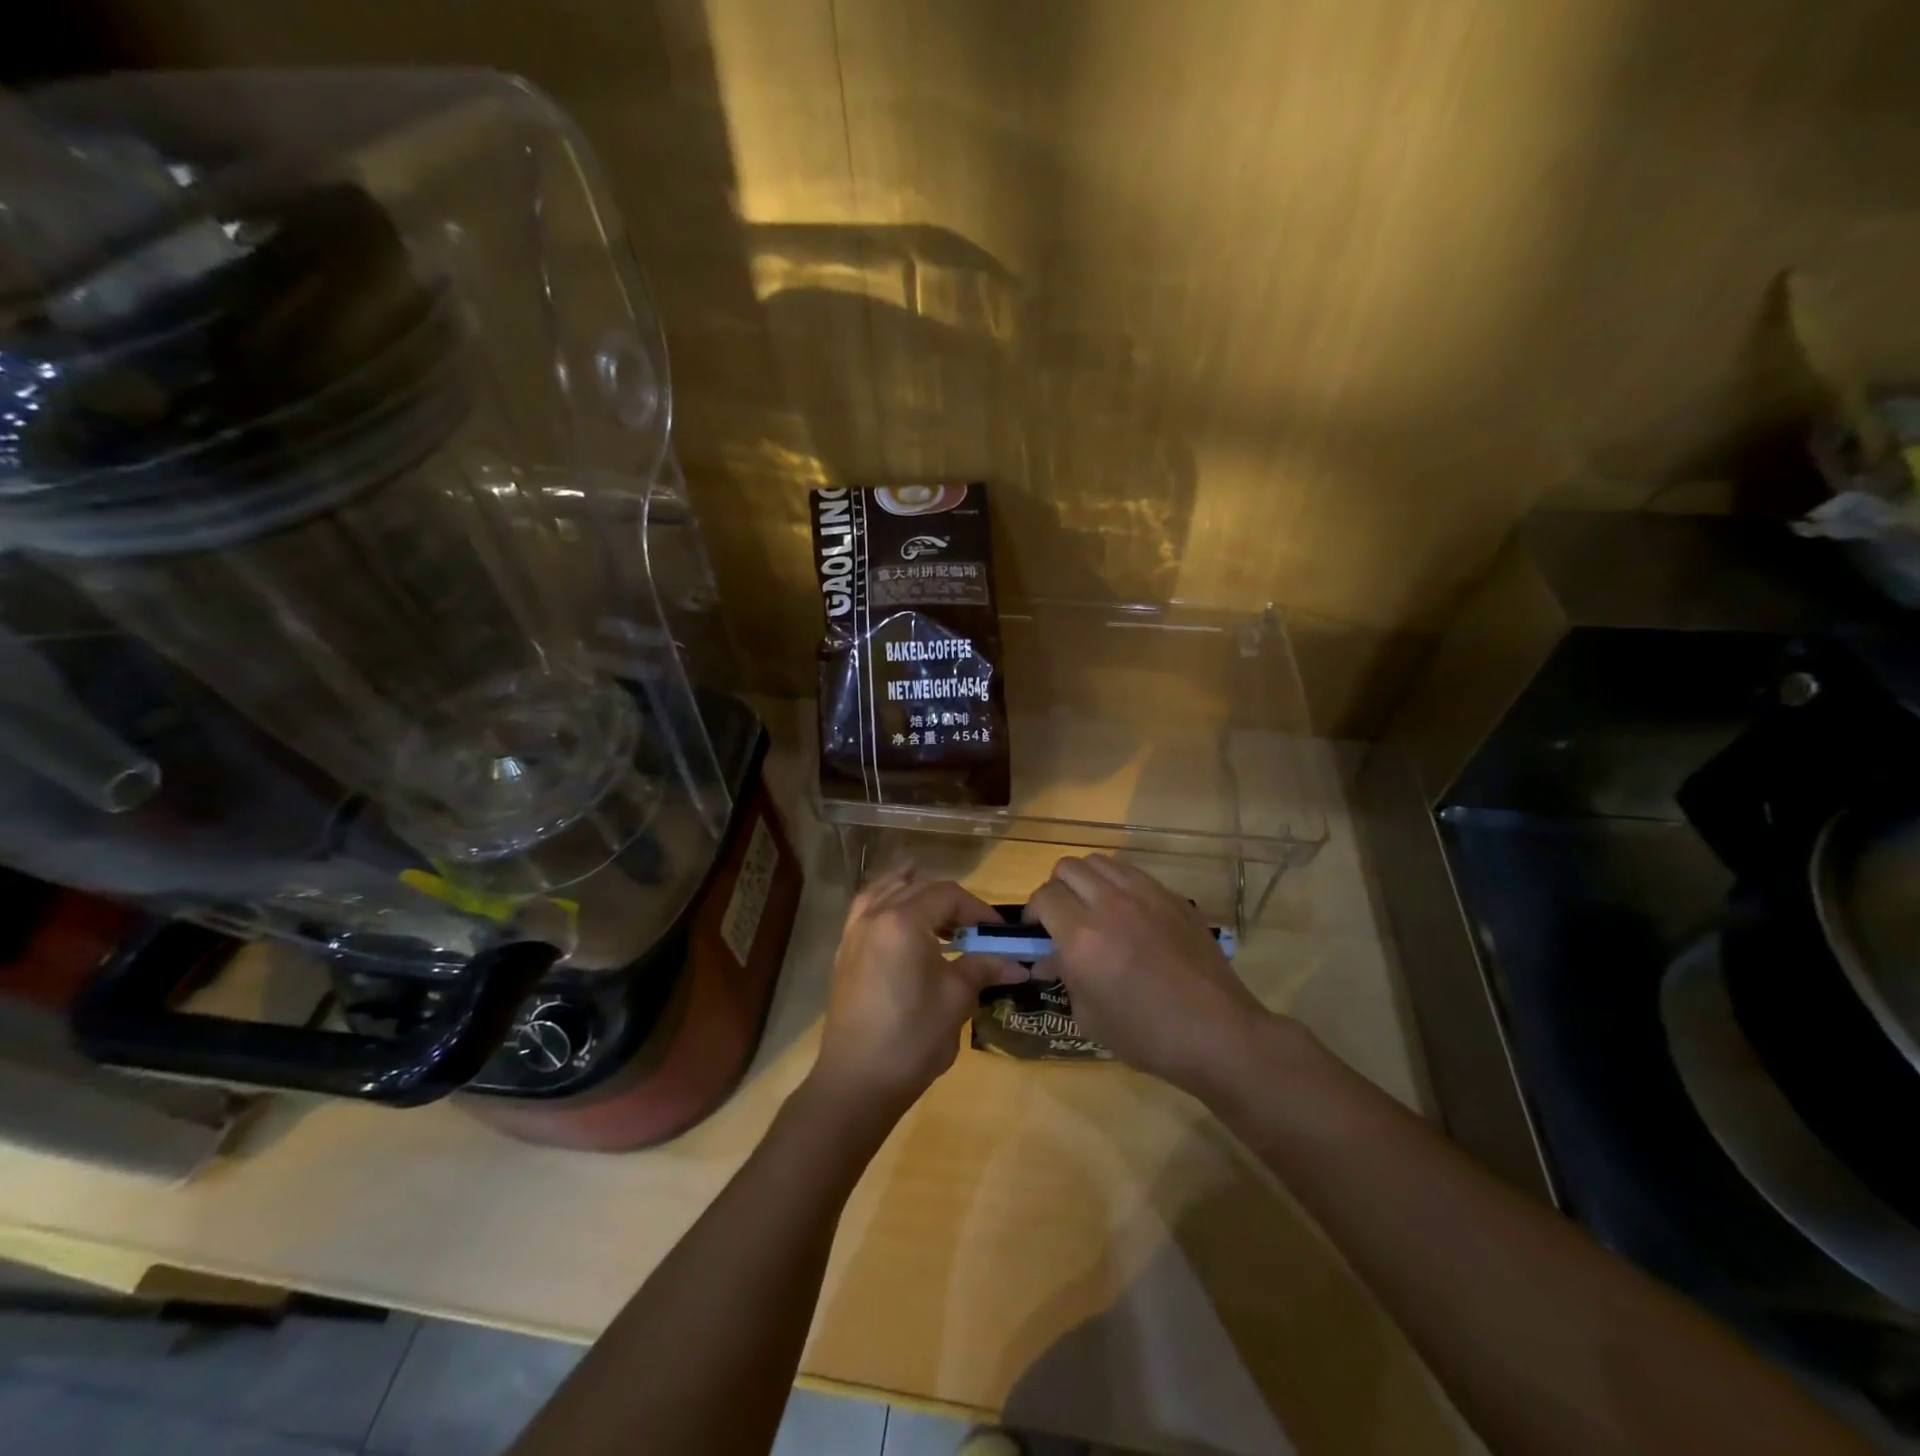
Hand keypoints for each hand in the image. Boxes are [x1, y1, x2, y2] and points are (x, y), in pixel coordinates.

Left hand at [811, 866, 1018, 1120]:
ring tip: (938, 908)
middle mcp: (875, 916)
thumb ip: (984, 968)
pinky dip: (885, 899)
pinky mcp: (845, 952)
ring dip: (916, 892)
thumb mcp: (956, 999)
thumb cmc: (912, 1038)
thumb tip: (1017, 963)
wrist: (857, 1082)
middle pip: (919, 889)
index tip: (999, 932)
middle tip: (976, 930)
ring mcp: (855, 932)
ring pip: (887, 891)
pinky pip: (866, 908)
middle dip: (952, 903)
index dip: (978, 909)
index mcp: (904, 922)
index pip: (948, 896)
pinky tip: (897, 911)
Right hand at [1027, 855, 1272, 1098]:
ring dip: (1087, 880)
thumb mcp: (1090, 1017)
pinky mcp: (1173, 897)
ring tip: (1093, 907)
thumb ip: (1064, 977)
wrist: (1218, 1034)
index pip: (1044, 897)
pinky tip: (1128, 913)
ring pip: (1101, 861)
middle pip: (1068, 867)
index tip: (1036, 931)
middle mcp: (1111, 905)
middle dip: (1056, 889)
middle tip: (1062, 917)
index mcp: (1084, 938)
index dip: (1033, 912)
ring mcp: (1146, 895)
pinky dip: (1118, 884)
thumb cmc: (1148, 1036)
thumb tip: (1049, 959)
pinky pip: (1133, 873)